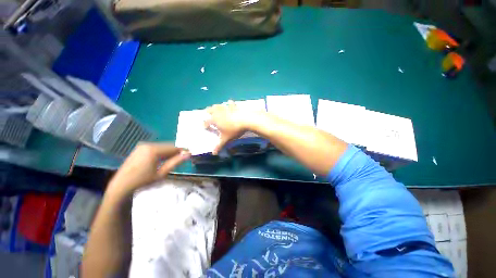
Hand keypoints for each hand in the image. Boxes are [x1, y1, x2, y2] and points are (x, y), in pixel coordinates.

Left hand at [107, 143, 190, 196]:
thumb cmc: (143, 181)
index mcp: (154, 150)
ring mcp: (142, 145)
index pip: (172, 147)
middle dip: (174, 151)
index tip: (190, 153)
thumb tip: (187, 155)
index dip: (182, 150)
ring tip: (171, 161)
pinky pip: (152, 148)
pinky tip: (159, 161)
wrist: (124, 182)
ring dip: (166, 152)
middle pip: (165, 146)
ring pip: (159, 147)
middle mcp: (148, 144)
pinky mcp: (138, 148)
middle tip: (182, 159)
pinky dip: (158, 152)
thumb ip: (174, 163)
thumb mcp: (161, 174)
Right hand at [204, 101, 250, 154]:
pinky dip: (229, 103)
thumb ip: (219, 145)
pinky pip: (230, 104)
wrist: (246, 120)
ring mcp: (226, 108)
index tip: (203, 125)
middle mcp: (218, 113)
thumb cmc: (234, 130)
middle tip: (206, 111)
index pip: (207, 122)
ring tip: (215, 106)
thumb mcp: (226, 139)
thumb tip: (213, 153)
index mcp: (215, 120)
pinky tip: (229, 102)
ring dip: (216, 106)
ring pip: (219, 105)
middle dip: (208, 111)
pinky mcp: (234, 107)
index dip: (205, 124)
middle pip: (210, 110)